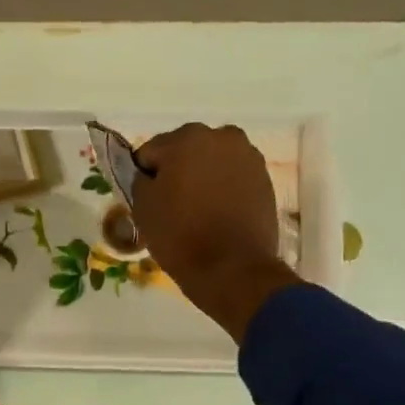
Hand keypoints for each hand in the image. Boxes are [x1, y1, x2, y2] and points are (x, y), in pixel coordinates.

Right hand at [134, 122, 298, 340]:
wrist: (232, 268)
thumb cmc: (180, 235)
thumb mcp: (142, 208)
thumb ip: (140, 180)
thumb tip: (148, 175)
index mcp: (186, 138)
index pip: (150, 152)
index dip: (144, 176)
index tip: (146, 199)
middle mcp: (221, 136)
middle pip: (185, 150)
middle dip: (176, 171)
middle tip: (171, 204)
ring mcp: (247, 156)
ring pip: (211, 161)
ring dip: (201, 177)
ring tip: (196, 210)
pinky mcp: (264, 178)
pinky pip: (232, 176)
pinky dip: (223, 188)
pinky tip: (217, 213)